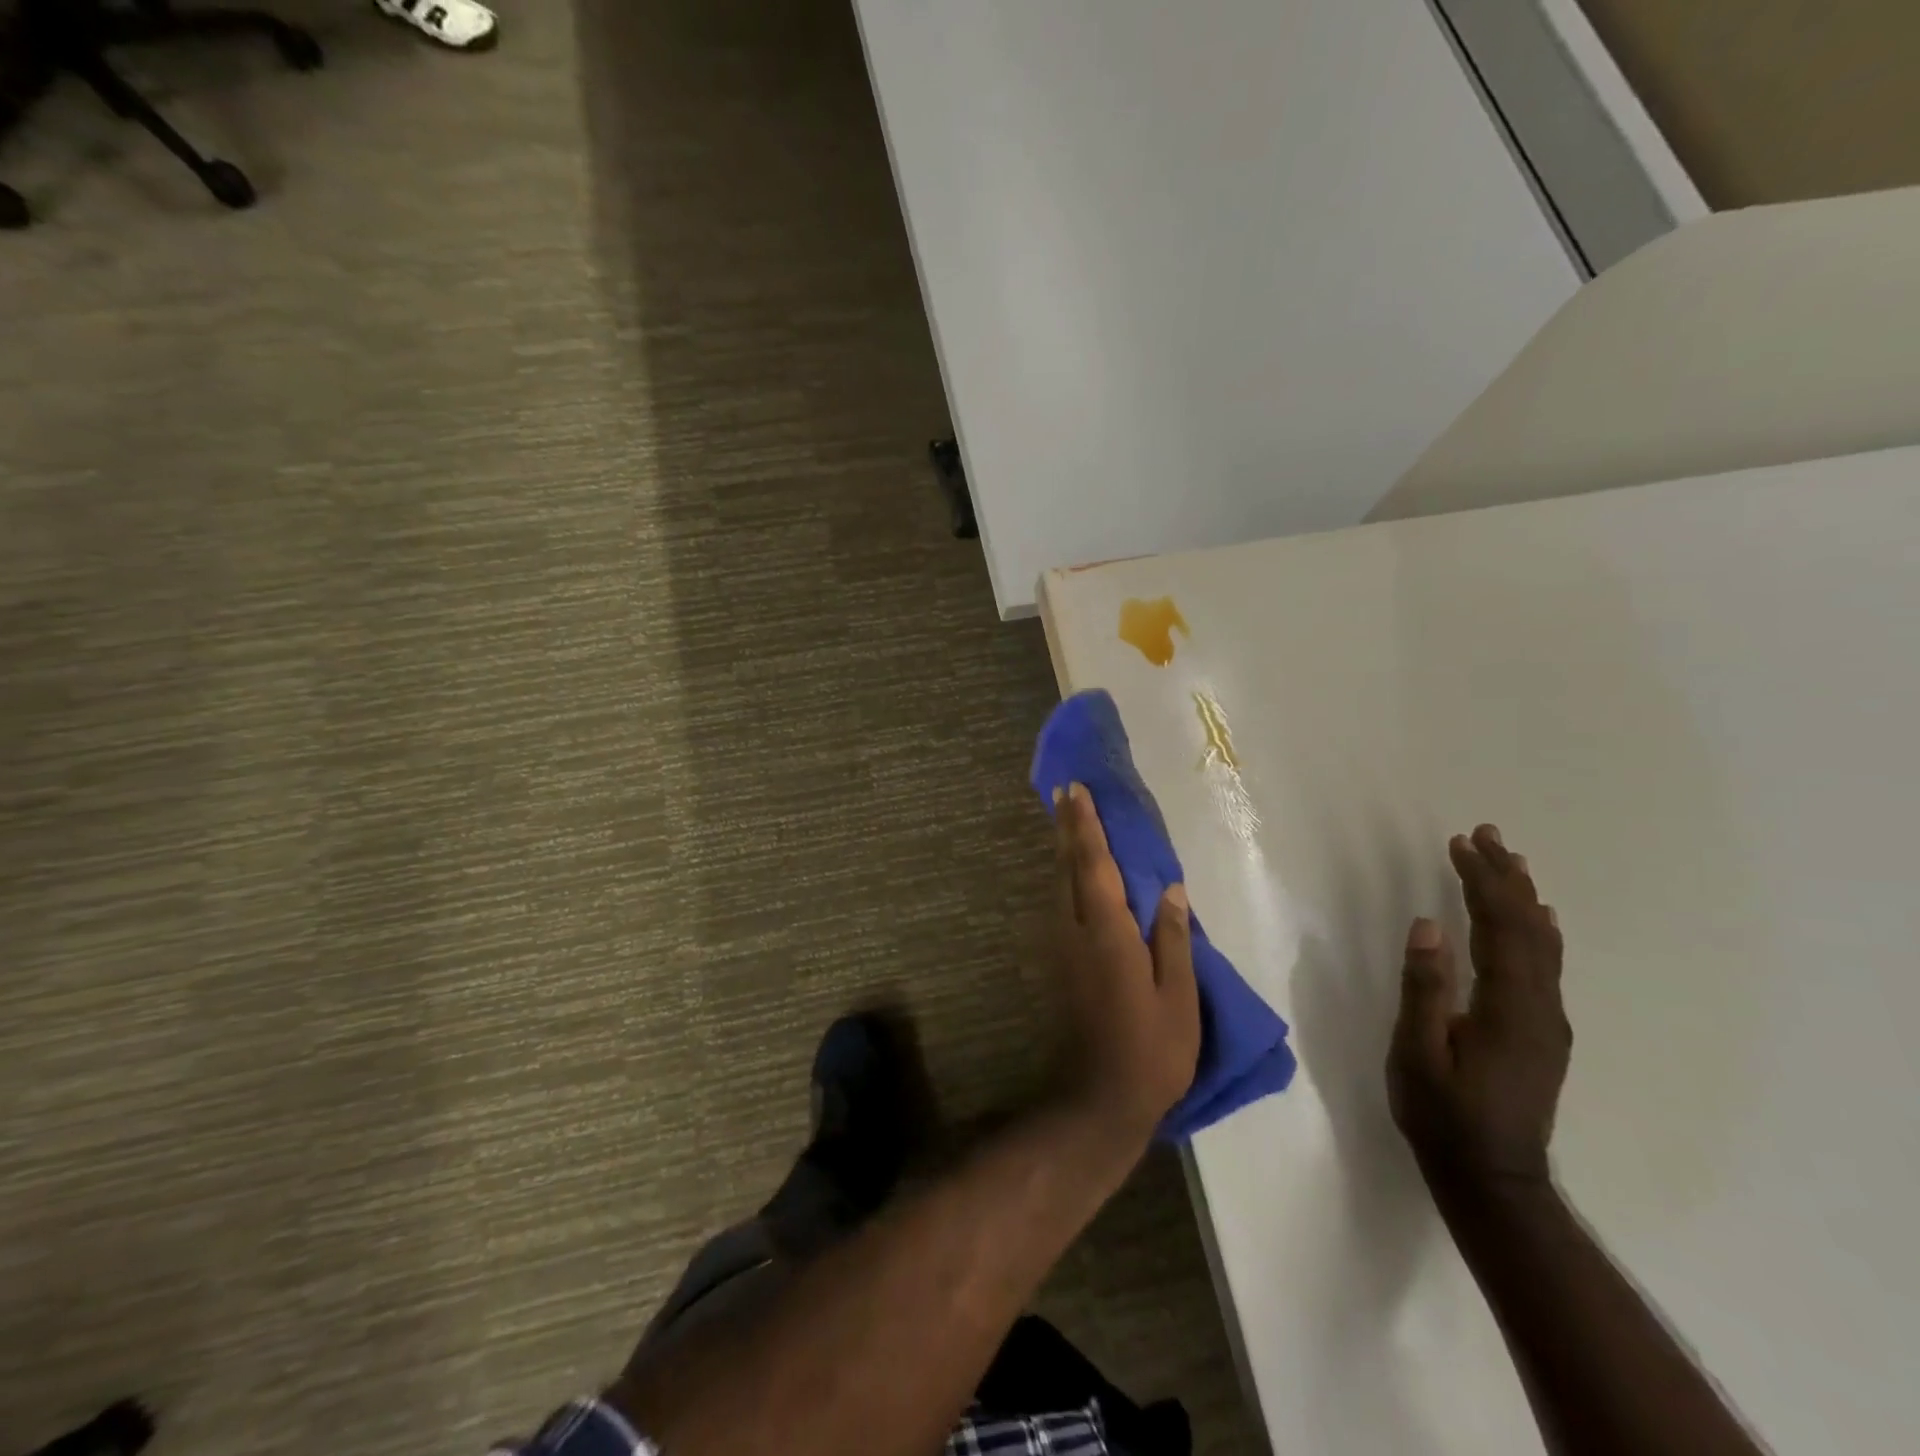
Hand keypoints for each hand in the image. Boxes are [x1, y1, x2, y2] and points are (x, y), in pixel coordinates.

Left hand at [1049, 783, 1200, 1145]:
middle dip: (1067, 828)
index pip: (1095, 865)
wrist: (1095, 1099)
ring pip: (1058, 885)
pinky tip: (1069, 876)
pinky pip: (1059, 905)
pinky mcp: (1056, 965)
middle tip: (1063, 793)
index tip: (1077, 792)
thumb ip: (1172, 939)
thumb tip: (1172, 889)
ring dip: (1062, 850)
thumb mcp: (1178, 998)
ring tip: (1065, 822)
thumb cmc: (1150, 1050)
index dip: (1087, 827)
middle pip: (1069, 867)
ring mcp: (1060, 948)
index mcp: (1108, 932)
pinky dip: (1063, 879)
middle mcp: (1075, 930)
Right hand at [1387, 824, 1570, 1192]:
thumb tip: (1428, 925)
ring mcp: (1547, 1020)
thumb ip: (1425, 988)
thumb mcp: (1418, 1052)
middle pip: (1528, 927)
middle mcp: (1540, 1005)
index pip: (1498, 926)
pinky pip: (1546, 965)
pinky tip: (1538, 920)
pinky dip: (1538, 930)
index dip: (1480, 880)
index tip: (1460, 843)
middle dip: (1505, 877)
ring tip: (1510, 861)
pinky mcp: (1543, 1032)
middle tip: (1486, 834)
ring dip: (1524, 898)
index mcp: (1508, 1006)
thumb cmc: (1443, 1114)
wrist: (1493, 1179)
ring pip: (1543, 944)